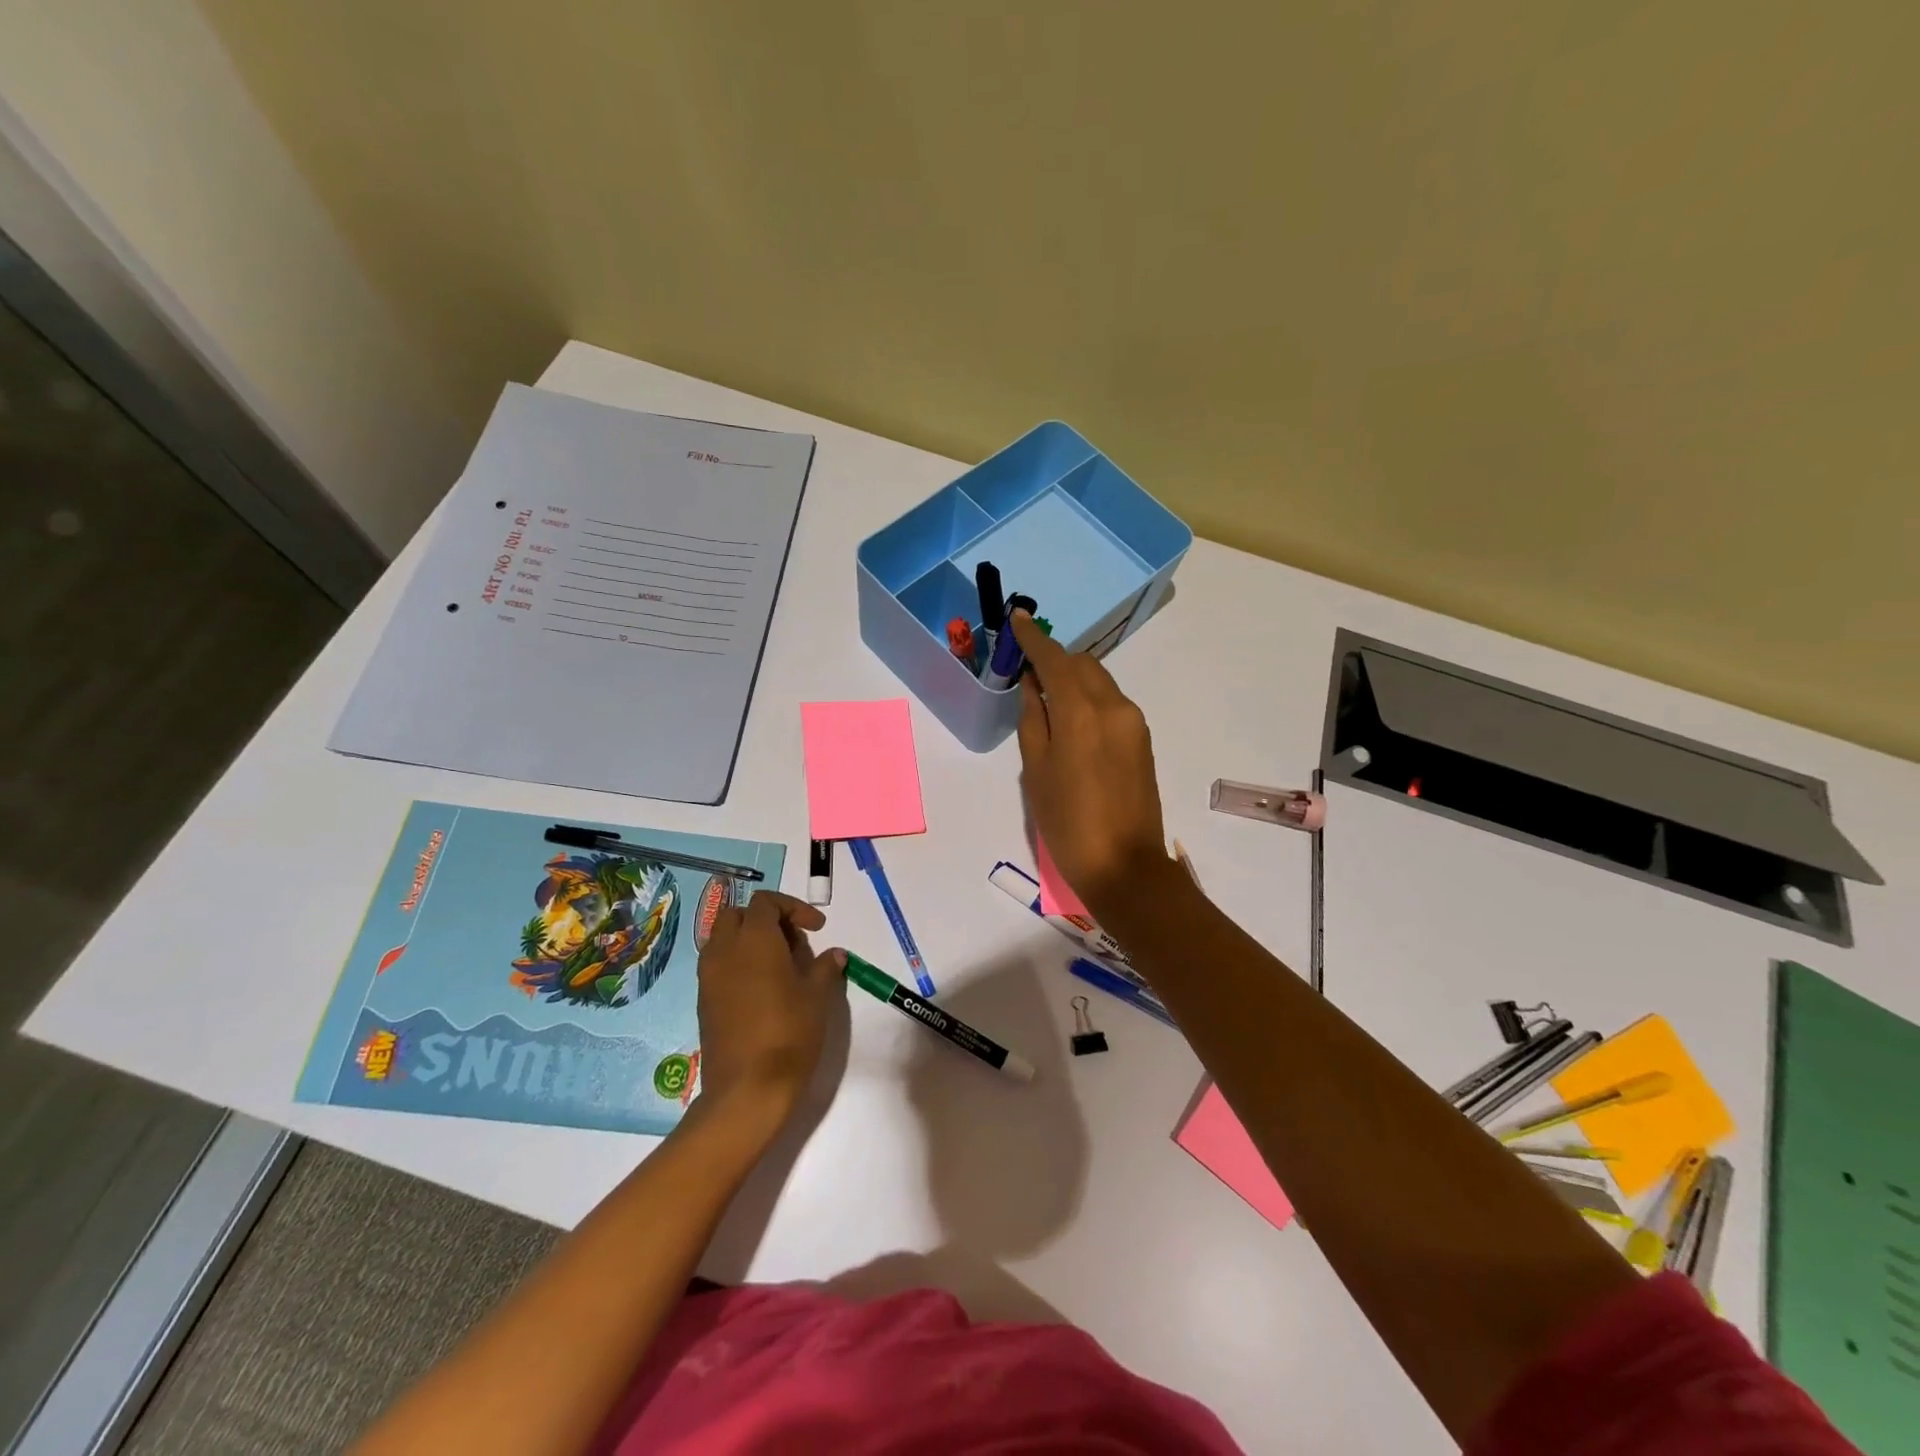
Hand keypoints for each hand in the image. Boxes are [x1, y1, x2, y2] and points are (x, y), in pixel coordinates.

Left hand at [695, 891, 843, 1125]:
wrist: (747, 1088)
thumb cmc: (788, 1032)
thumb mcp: (817, 996)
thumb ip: (824, 968)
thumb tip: (834, 954)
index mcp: (754, 939)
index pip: (766, 902)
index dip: (793, 908)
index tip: (816, 930)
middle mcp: (725, 950)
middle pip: (737, 915)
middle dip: (765, 919)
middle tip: (792, 941)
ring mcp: (709, 976)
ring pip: (723, 939)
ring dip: (748, 940)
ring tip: (779, 965)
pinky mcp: (704, 1001)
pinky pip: (718, 965)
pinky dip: (737, 963)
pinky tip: (762, 989)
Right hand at [1011, 610, 1170, 917]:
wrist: (1124, 865)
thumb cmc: (1067, 822)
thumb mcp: (1036, 771)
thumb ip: (1033, 718)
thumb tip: (1032, 684)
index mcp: (1081, 712)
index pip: (1054, 659)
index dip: (1034, 638)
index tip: (1019, 618)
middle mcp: (1113, 706)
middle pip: (1082, 664)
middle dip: (1055, 658)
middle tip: (1028, 668)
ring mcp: (1133, 722)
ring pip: (1099, 681)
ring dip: (1073, 678)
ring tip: (1048, 695)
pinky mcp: (1143, 738)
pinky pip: (1111, 702)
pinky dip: (1089, 697)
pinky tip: (1073, 718)